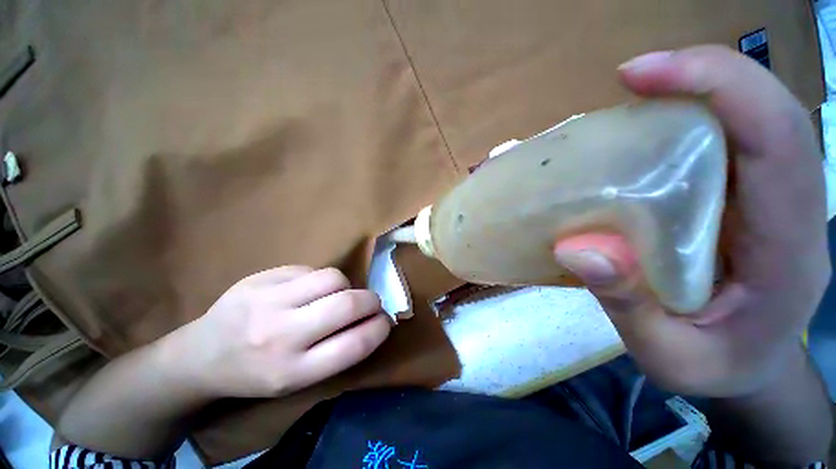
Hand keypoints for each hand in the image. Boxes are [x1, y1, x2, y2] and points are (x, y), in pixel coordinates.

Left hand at [172, 266, 391, 398]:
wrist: (199, 356)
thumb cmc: (255, 374)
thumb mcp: (296, 381)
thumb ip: (336, 351)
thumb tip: (372, 320)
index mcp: (292, 371)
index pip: (355, 344)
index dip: (380, 328)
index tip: (386, 321)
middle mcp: (281, 335)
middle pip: (347, 304)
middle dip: (371, 300)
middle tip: (372, 303)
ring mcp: (268, 300)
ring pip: (333, 278)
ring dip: (346, 285)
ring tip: (338, 294)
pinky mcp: (261, 278)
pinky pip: (310, 270)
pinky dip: (320, 279)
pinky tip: (308, 289)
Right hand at [554, 46, 829, 397]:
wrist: (749, 370)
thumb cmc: (714, 368)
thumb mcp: (666, 355)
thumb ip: (627, 305)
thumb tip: (575, 248)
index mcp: (788, 250)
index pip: (779, 140)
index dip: (720, 86)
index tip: (643, 75)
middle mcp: (791, 209)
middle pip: (769, 113)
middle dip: (705, 75)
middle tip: (633, 76)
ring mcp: (772, 200)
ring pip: (752, 120)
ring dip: (696, 93)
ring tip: (635, 97)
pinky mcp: (748, 200)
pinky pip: (730, 142)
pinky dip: (691, 121)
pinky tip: (647, 131)